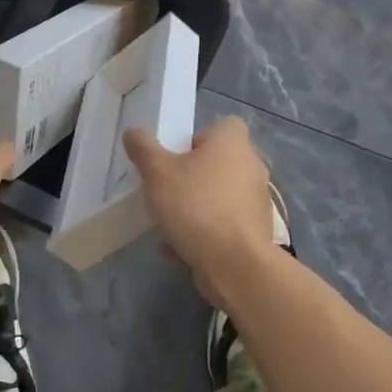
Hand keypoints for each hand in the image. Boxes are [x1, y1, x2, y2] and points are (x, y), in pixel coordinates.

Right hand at [122, 116, 273, 307]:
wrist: (235, 264)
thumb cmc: (196, 206)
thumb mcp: (157, 173)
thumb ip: (143, 148)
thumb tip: (134, 132)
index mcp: (233, 143)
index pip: (223, 126)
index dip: (198, 138)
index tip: (176, 157)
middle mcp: (252, 167)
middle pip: (219, 163)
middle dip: (192, 177)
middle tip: (167, 191)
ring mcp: (258, 201)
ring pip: (220, 197)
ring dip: (196, 209)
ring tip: (169, 226)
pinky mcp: (257, 232)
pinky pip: (225, 226)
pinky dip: (206, 234)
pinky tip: (180, 251)